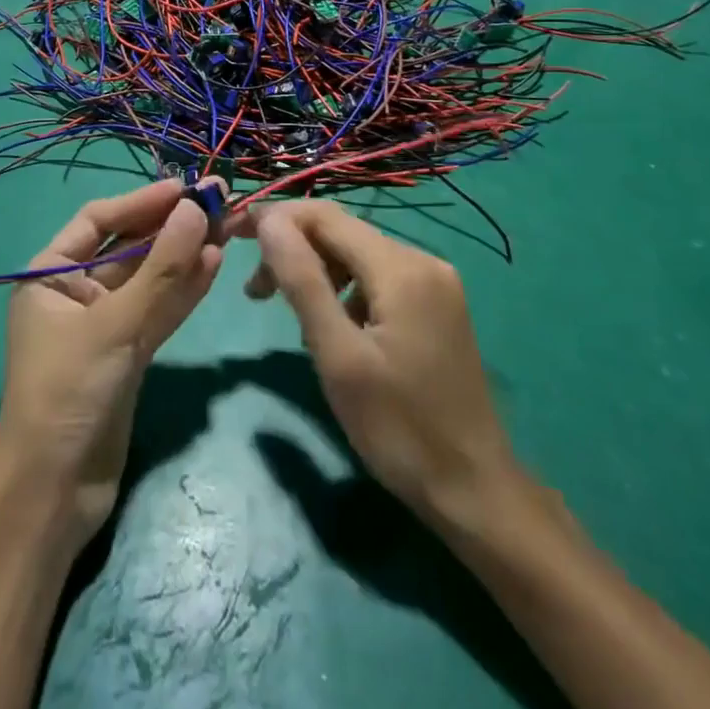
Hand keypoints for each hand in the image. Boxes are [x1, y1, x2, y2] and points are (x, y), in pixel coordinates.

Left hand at [0, 178, 236, 556]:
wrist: (54, 493)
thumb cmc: (68, 393)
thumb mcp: (115, 325)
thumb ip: (162, 269)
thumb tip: (196, 209)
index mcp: (51, 274)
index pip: (99, 220)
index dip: (142, 201)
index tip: (185, 187)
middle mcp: (75, 292)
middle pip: (129, 246)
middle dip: (171, 226)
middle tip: (219, 202)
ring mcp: (104, 324)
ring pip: (150, 279)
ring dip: (185, 255)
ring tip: (227, 228)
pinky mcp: (127, 354)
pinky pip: (158, 311)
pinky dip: (184, 290)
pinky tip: (214, 265)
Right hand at [244, 200, 529, 535]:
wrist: (476, 492)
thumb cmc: (399, 428)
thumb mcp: (338, 356)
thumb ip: (302, 281)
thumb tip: (269, 221)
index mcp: (401, 267)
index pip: (324, 216)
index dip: (274, 218)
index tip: (233, 236)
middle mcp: (422, 260)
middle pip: (341, 232)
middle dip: (293, 249)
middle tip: (254, 292)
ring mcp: (435, 282)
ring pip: (357, 254)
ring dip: (315, 270)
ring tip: (284, 310)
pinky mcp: (436, 305)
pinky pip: (377, 277)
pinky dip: (343, 289)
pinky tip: (331, 325)